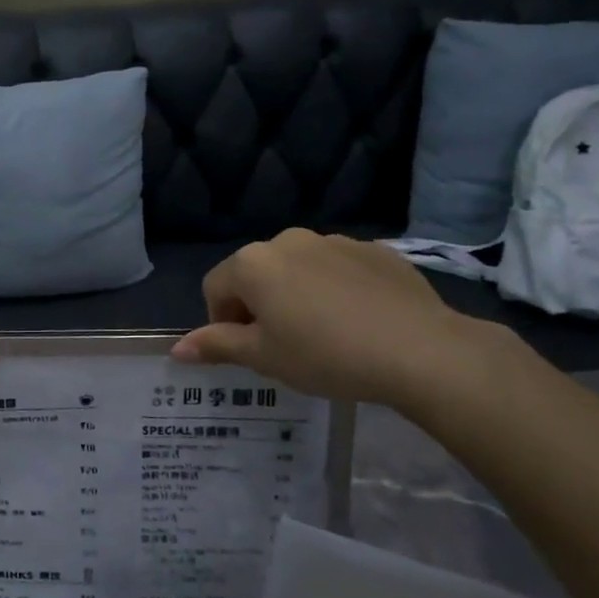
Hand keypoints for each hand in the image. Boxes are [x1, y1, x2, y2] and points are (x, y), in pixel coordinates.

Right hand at [171, 230, 489, 408]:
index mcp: (253, 263)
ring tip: (324, 334)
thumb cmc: (326, 355)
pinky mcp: (373, 250)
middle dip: (259, 306)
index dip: (222, 322)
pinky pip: (337, 268)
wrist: (420, 349)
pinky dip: (334, 289)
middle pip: (255, 273)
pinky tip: (358, 321)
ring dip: (296, 295)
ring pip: (297, 269)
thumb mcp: (265, 358)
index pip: (215, 288)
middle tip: (283, 346)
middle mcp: (287, 240)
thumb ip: (217, 346)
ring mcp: (333, 240)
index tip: (250, 351)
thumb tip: (177, 349)